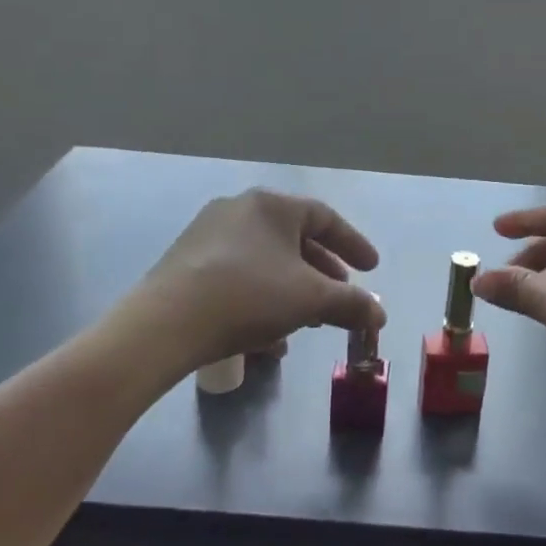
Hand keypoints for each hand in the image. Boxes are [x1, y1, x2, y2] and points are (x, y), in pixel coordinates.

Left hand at [137, 189, 383, 369]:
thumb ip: (351, 304)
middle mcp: (239, 210)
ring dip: (292, 291)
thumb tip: (379, 316)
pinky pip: (238, 276)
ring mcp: (208, 235)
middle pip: (294, 240)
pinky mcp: (186, 264)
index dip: (353, 244)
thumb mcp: (311, 299)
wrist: (165, 324)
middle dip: (322, 274)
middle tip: (340, 297)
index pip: (325, 218)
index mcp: (271, 205)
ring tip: (307, 323)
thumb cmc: (249, 296)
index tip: (371, 269)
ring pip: (266, 262)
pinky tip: (267, 339)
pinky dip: (261, 300)